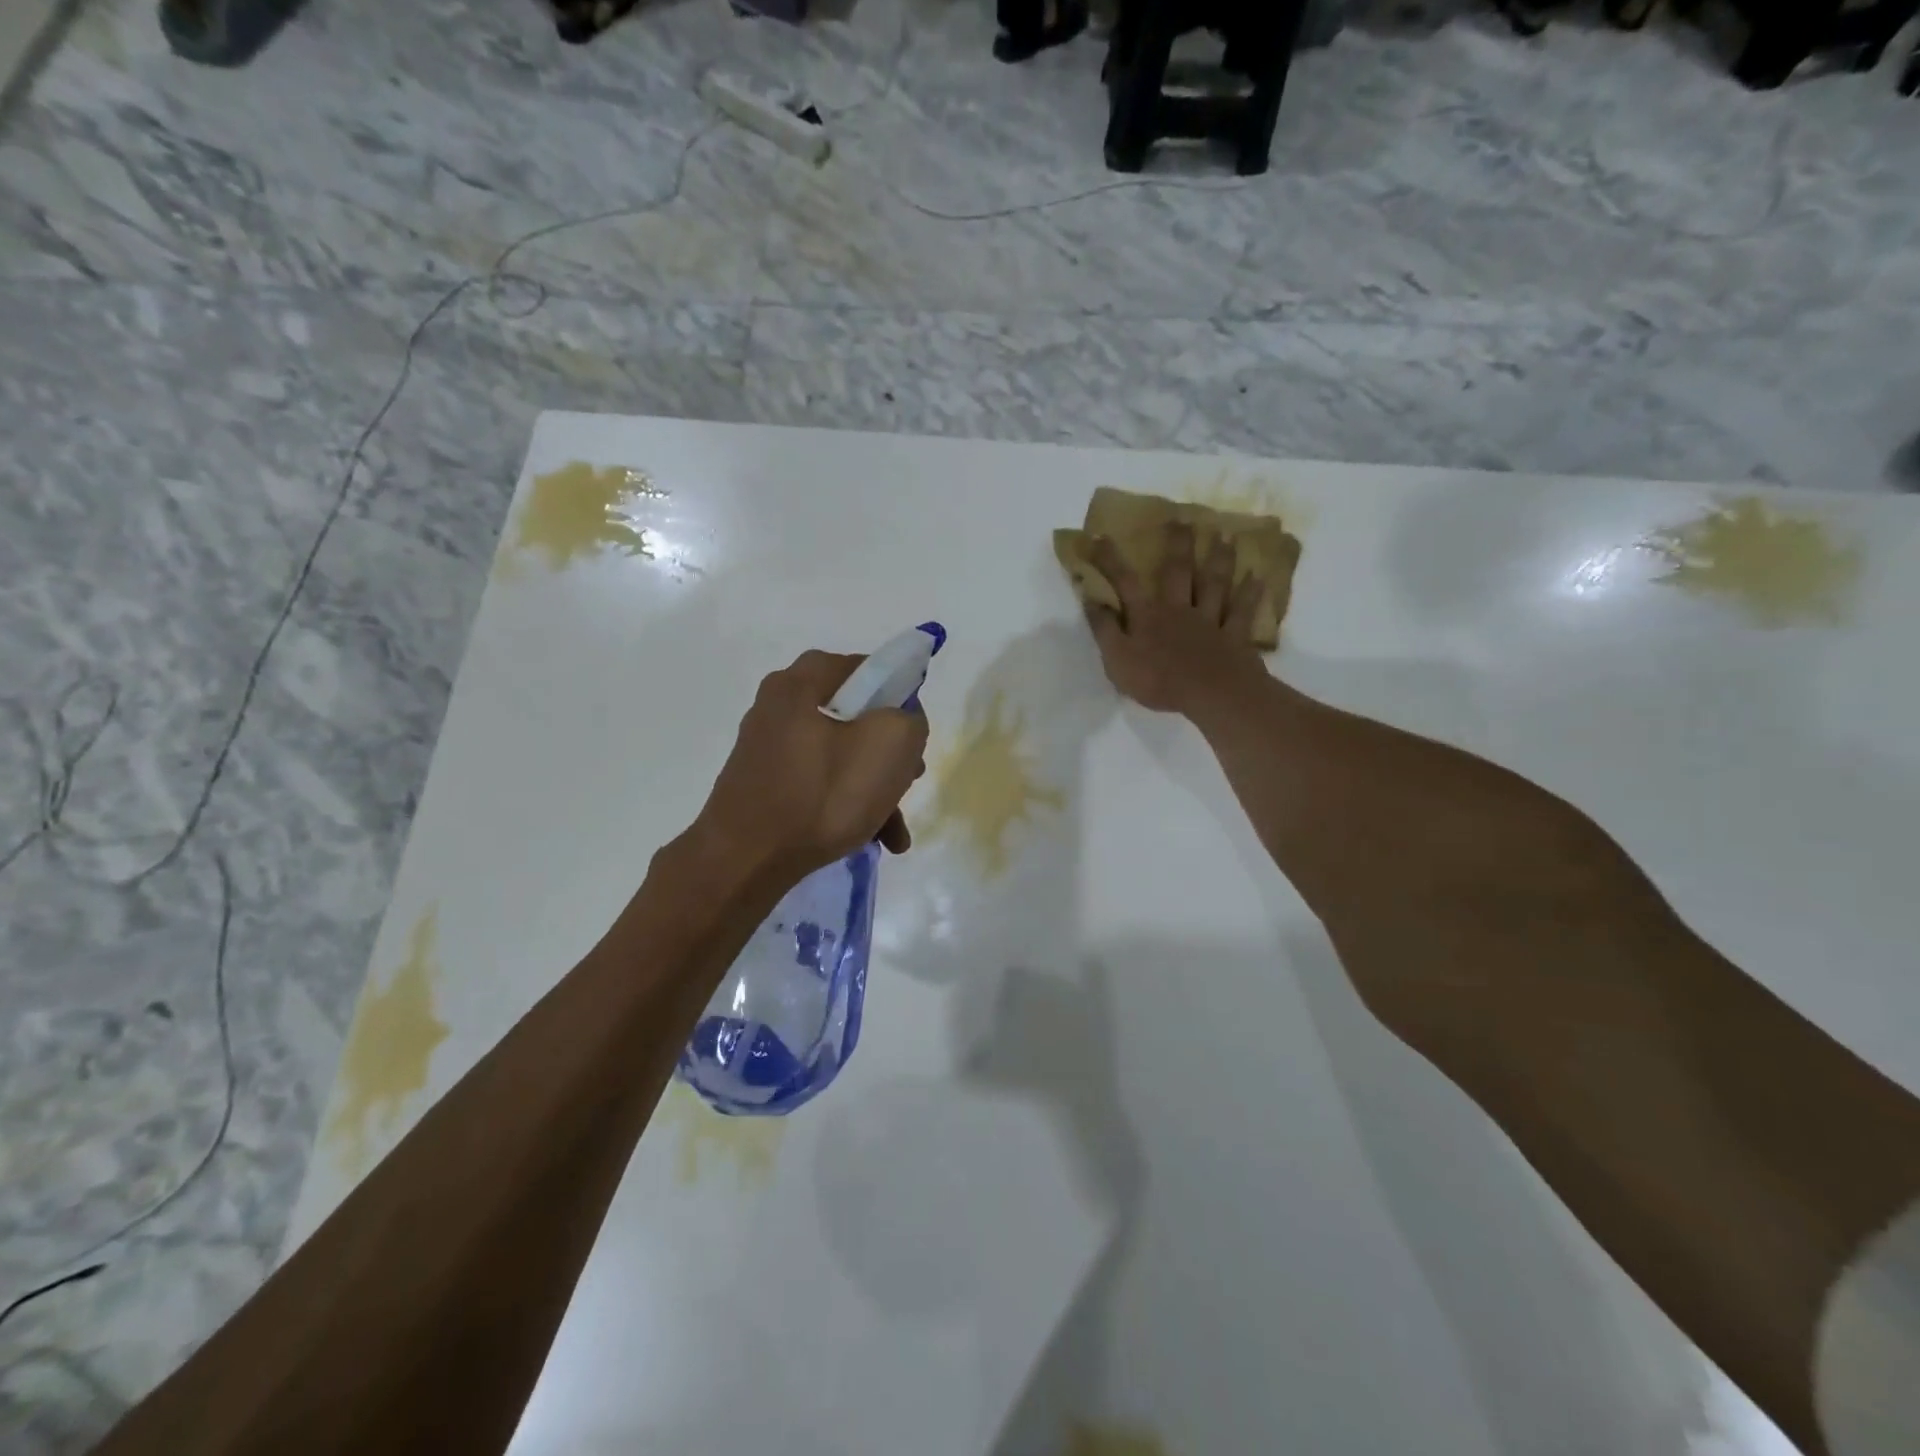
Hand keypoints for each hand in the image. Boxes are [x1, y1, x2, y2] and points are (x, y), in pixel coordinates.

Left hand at [691, 650, 929, 884]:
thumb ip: (909, 719)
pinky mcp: (764, 782)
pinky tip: (872, 838)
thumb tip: (902, 721)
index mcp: (802, 680)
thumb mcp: (889, 745)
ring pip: (841, 755)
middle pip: (857, 716)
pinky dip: (846, 803)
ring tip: (894, 830)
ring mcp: (768, 745)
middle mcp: (779, 704)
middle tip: (909, 781)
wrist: (745, 861)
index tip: (914, 738)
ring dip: (875, 788)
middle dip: (891, 753)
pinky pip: (818, 781)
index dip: (902, 699)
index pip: (870, 669)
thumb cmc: (822, 795)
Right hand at [1084, 523, 1269, 716]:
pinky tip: (1257, 577)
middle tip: (1184, 518)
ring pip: (1214, 585)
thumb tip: (1089, 598)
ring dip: (1219, 560)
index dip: (1111, 560)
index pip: (1125, 582)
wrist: (1211, 695)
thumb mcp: (1117, 659)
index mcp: (1147, 616)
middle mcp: (1179, 610)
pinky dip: (1250, 594)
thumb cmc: (1158, 680)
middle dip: (1178, 545)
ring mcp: (1210, 622)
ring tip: (1226, 536)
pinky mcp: (1234, 637)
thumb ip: (1104, 629)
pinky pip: (1243, 612)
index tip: (1100, 536)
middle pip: (1179, 572)